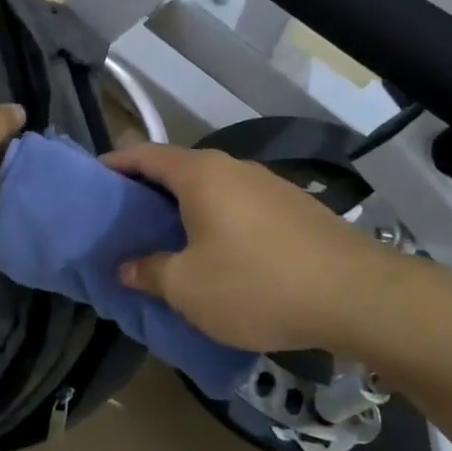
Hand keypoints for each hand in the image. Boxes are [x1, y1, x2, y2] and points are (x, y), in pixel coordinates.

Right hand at [102, 142, 422, 358]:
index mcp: (200, 175)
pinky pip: (239, 206)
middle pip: (178, 169)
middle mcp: (233, 168)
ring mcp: (268, 185)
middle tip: (125, 219)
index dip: (115, 164)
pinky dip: (217, 220)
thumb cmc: (258, 284)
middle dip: (148, 191)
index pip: (145, 154)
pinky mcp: (294, 208)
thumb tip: (124, 267)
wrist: (357, 296)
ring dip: (185, 208)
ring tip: (168, 240)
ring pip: (211, 189)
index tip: (94, 178)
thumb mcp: (189, 287)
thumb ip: (149, 272)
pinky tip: (219, 254)